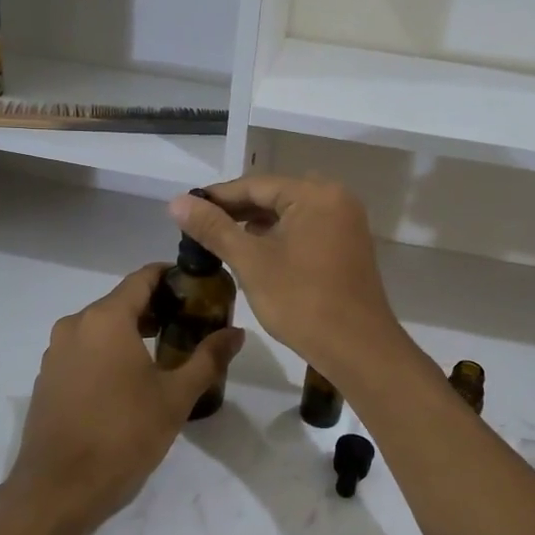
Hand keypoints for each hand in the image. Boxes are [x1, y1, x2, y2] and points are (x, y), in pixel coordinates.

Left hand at [4, 263, 243, 534]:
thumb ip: (208, 358)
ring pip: (101, 327)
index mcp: (106, 319)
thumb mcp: (175, 397)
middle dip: (156, 308)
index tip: (197, 289)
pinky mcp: (47, 378)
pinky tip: (128, 381)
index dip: (171, 278)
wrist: (58, 490)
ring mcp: (55, 352)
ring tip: (166, 353)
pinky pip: (84, 350)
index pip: (142, 278)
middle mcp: (75, 325)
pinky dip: (108, 352)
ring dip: (132, 331)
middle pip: (121, 301)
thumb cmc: (123, 436)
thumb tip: (237, 332)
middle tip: (190, 325)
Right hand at [170, 176, 406, 382]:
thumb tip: (177, 202)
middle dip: (236, 210)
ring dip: (256, 224)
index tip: (184, 208)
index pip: (256, 185)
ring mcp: (345, 224)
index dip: (217, 197)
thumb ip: (214, 228)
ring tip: (219, 238)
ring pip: (289, 215)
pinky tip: (254, 252)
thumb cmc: (302, 301)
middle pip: (274, 196)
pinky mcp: (347, 247)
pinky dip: (278, 238)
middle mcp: (336, 199)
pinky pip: (305, 230)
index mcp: (316, 195)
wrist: (358, 349)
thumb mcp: (251, 262)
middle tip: (197, 225)